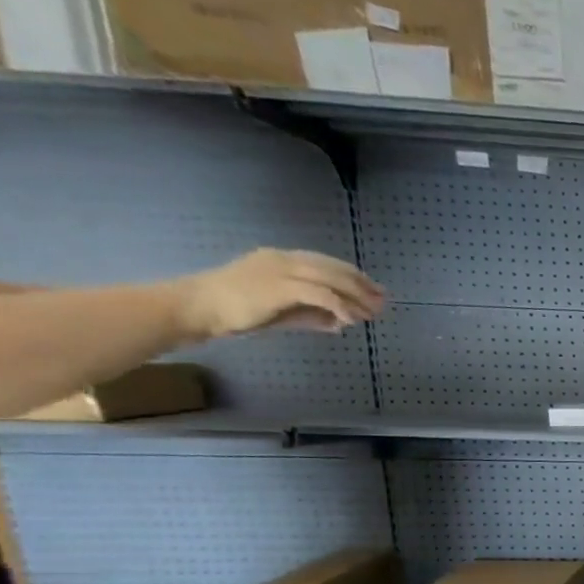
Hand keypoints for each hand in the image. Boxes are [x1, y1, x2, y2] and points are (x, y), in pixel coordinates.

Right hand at [171, 249, 384, 340]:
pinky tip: (351, 320)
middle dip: (362, 286)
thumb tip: (341, 323)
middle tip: (382, 302)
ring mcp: (280, 270)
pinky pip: (320, 294)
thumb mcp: (283, 312)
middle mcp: (283, 259)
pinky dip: (340, 306)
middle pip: (334, 268)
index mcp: (282, 259)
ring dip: (356, 297)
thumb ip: (313, 315)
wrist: (200, 308)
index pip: (327, 263)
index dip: (355, 277)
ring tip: (372, 313)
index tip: (375, 291)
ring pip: (331, 279)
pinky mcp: (279, 286)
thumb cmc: (238, 311)